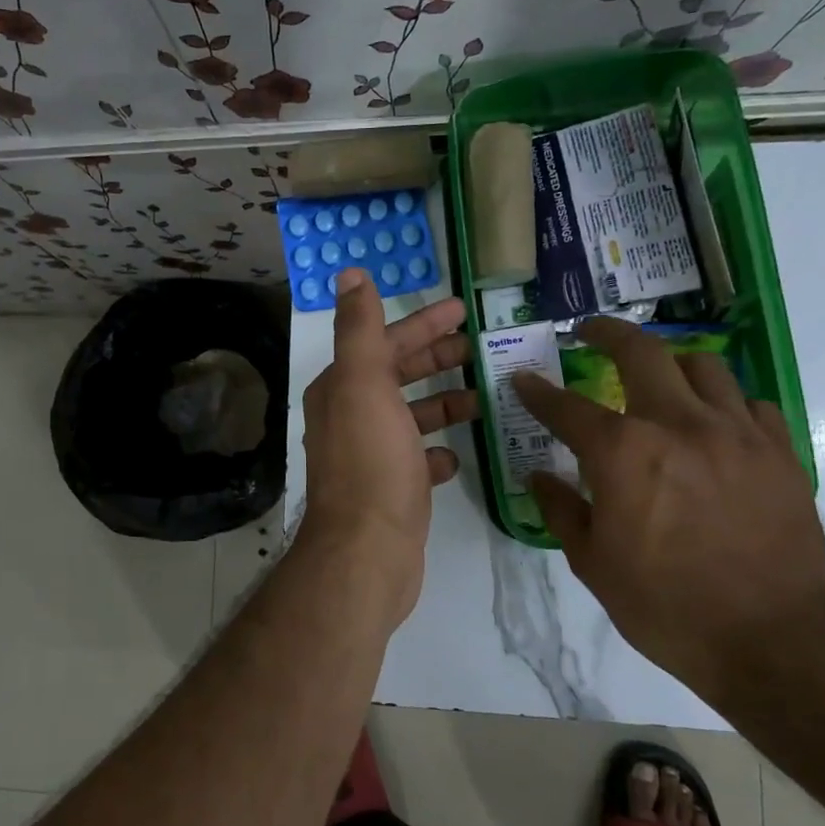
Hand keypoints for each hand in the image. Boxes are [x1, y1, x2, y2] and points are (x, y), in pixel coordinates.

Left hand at [297, 267, 478, 621]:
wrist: (367, 551)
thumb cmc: (371, 461)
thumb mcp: (364, 384)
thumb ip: (360, 329)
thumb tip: (349, 274)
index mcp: (342, 389)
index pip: (384, 343)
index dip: (421, 323)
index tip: (462, 310)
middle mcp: (349, 418)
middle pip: (397, 376)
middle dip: (435, 358)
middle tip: (480, 348)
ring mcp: (368, 456)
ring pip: (408, 418)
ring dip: (442, 404)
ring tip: (482, 398)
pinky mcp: (388, 491)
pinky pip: (415, 460)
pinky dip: (436, 452)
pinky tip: (457, 454)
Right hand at [514, 318, 824, 702]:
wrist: (774, 640)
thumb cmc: (666, 605)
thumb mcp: (592, 564)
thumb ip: (561, 509)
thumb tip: (539, 476)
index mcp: (623, 453)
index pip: (566, 407)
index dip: (538, 392)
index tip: (523, 380)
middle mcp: (678, 425)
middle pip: (641, 352)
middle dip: (606, 333)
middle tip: (589, 332)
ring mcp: (735, 432)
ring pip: (703, 365)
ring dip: (669, 363)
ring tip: (657, 376)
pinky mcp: (779, 452)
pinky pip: (749, 403)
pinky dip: (723, 402)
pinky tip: (714, 423)